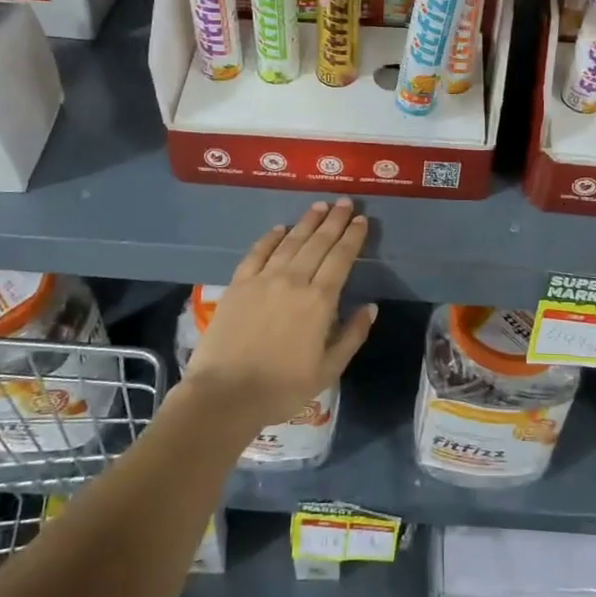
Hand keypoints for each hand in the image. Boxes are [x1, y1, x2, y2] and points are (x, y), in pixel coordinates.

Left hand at [181, 199, 377, 428]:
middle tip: (344, 201)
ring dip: (307, 222)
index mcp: (319, 301)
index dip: (352, 237)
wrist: (225, 394)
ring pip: (290, 241)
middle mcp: (293, 281)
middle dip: (334, 220)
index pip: (341, 258)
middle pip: (318, 242)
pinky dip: (270, 237)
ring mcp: (263, 279)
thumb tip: (370, 306)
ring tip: (319, 206)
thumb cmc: (282, 388)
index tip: (361, 220)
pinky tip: (279, 228)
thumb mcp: (328, 370)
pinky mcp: (238, 284)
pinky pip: (257, 252)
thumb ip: (352, 335)